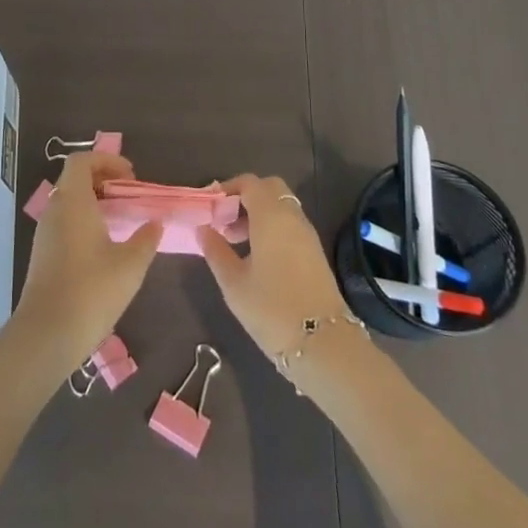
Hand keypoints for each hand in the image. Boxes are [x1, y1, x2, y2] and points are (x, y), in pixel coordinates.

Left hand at [11, 153, 161, 378]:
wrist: (46, 334)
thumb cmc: (91, 291)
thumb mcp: (130, 265)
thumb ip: (146, 239)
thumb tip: (155, 222)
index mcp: (73, 201)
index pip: (82, 160)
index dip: (106, 160)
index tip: (130, 177)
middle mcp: (55, 209)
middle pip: (75, 178)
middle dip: (103, 179)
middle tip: (129, 195)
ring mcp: (45, 232)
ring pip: (69, 201)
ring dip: (94, 201)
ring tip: (121, 219)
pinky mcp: (43, 253)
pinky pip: (65, 221)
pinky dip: (84, 219)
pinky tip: (105, 245)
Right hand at [198, 174, 349, 360]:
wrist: (323, 344)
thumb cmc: (272, 309)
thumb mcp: (233, 282)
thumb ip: (215, 250)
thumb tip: (203, 228)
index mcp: (270, 215)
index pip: (249, 182)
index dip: (228, 188)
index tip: (210, 207)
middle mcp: (292, 216)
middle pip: (269, 189)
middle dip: (245, 197)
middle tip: (226, 222)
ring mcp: (307, 234)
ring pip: (281, 207)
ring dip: (259, 214)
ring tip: (236, 243)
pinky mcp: (315, 253)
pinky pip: (290, 225)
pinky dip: (272, 228)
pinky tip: (258, 257)